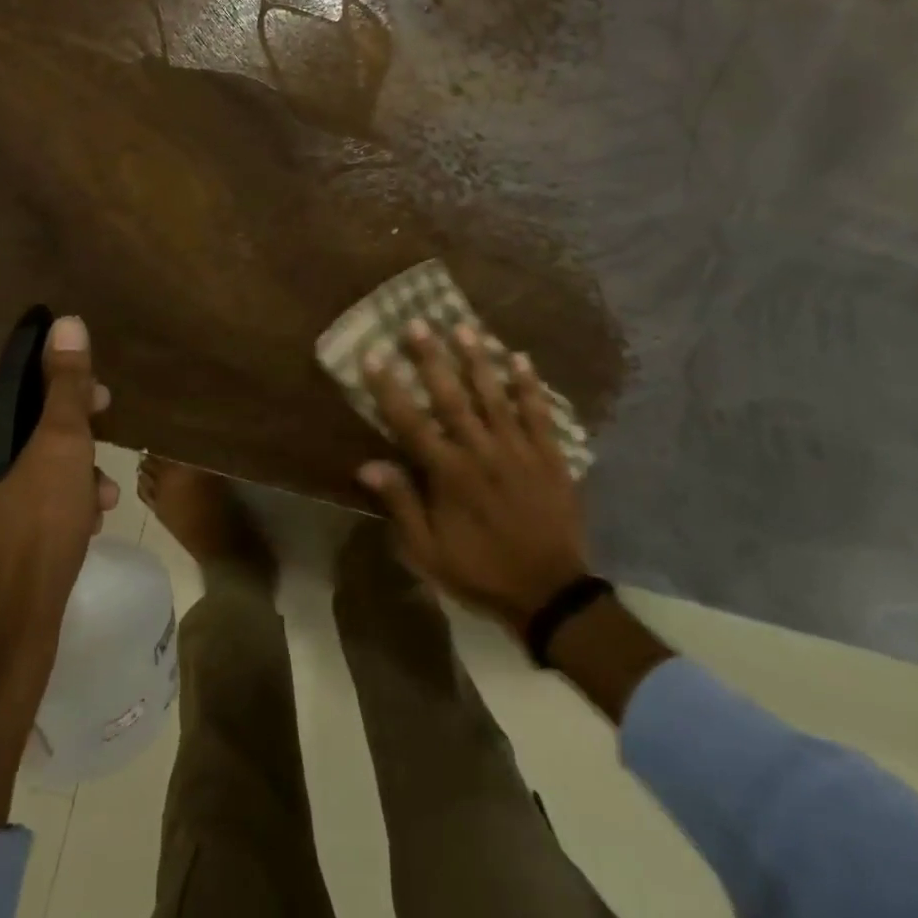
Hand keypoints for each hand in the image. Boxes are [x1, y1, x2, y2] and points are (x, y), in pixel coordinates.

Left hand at [0, 315, 118, 677]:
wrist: (8, 638)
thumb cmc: (32, 530)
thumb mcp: (62, 447)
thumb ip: (66, 385)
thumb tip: (67, 323)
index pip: (2, 378)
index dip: (54, 376)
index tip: (96, 389)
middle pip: (14, 419)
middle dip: (69, 426)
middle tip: (107, 426)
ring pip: (21, 459)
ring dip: (70, 465)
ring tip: (104, 490)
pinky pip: (17, 493)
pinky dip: (54, 495)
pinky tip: (89, 515)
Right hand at [358, 320, 591, 630]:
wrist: (549, 594)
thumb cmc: (480, 571)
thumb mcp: (428, 552)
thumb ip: (401, 505)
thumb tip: (367, 465)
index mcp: (448, 475)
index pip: (411, 422)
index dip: (389, 387)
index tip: (373, 355)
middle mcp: (481, 452)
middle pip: (451, 397)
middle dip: (431, 359)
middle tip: (417, 324)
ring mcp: (518, 450)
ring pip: (494, 396)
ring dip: (477, 360)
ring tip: (464, 327)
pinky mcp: (549, 456)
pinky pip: (539, 414)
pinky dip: (530, 386)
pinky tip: (521, 358)